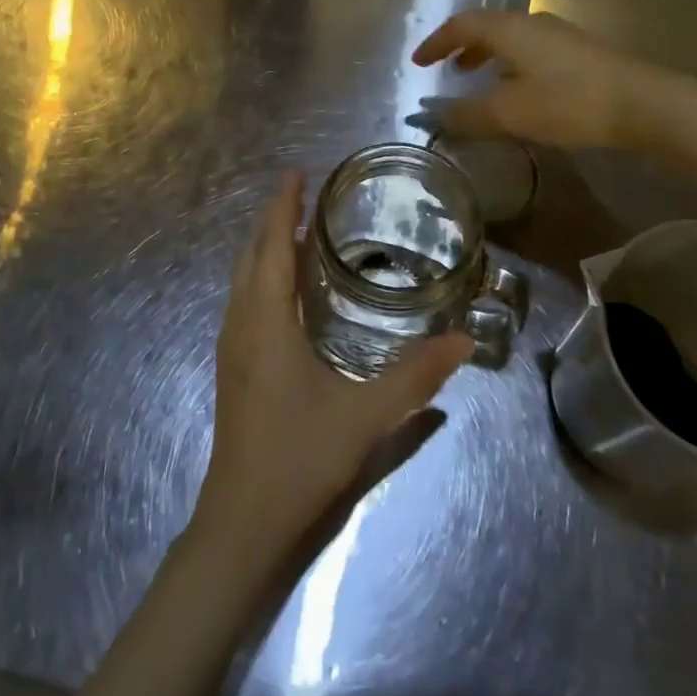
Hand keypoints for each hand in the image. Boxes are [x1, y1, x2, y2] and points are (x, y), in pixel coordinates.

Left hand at [194, 174, 472, 558]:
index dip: (283, 207)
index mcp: (266, 322)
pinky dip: (263, 275)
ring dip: (266, 247)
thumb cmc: (298, 458)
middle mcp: (241, 324)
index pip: (273, 246)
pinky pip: (244, 300)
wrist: (241, 522)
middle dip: (274, 219)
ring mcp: (231, 347)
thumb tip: (464, 342)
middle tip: (305, 194)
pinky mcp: (233, 367)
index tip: (297, 173)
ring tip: (299, 230)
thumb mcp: (365, 416)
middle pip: (251, 255)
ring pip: (243, 278)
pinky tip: (287, 289)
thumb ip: (416, 378)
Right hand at [412, 11, 653, 149]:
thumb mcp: (510, 113)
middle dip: (461, 47)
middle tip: (445, 69)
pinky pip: (529, 50)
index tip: (417, 62)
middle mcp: (532, 23)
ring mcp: (559, 35)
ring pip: (510, 38)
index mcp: (509, 29)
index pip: (461, 25)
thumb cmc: (568, 102)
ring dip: (486, 56)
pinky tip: (518, 89)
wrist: (642, 103)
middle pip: (486, 27)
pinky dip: (509, 64)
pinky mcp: (578, 52)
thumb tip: (431, 116)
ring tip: (476, 79)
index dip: (435, 42)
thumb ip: (467, 114)